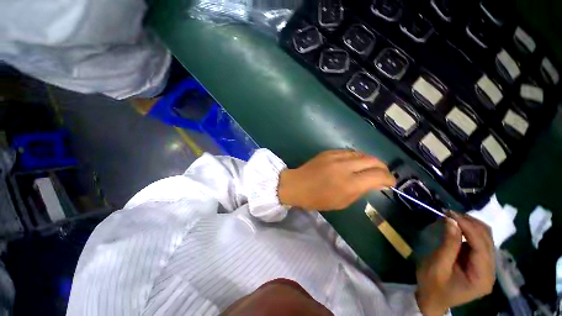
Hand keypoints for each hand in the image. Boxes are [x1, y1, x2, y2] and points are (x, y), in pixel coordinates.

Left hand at [277, 150, 395, 210]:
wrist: (297, 185)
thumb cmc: (317, 199)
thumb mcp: (341, 202)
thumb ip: (359, 191)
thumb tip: (373, 183)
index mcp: (349, 183)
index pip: (377, 176)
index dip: (388, 179)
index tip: (391, 183)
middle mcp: (345, 167)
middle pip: (372, 160)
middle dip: (382, 167)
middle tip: (383, 173)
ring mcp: (336, 156)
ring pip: (361, 154)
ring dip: (370, 160)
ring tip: (371, 167)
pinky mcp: (328, 152)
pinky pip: (349, 152)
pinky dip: (356, 157)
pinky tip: (355, 162)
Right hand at [416, 212, 495, 315]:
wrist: (432, 300)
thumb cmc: (432, 286)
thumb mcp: (437, 266)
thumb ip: (448, 245)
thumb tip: (452, 221)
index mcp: (482, 277)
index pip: (482, 246)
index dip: (468, 227)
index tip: (450, 213)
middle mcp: (490, 271)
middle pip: (487, 240)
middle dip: (470, 223)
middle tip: (449, 213)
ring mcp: (486, 267)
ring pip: (485, 238)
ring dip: (470, 225)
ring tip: (451, 218)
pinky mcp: (479, 262)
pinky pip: (479, 242)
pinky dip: (468, 231)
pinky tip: (456, 227)